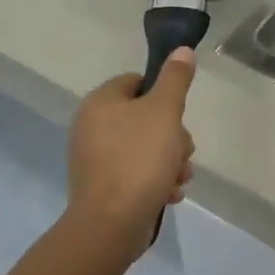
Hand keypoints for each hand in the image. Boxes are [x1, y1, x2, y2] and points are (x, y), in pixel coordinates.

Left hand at [66, 49, 197, 268]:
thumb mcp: (165, 111)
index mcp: (100, 102)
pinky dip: (154, 181)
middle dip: (172, 136)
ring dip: (169, 161)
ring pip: (143, 148)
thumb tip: (182, 50)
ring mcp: (95, 160)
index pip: (136, 82)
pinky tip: (169, 195)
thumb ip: (175, 79)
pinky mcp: (102, 188)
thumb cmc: (139, 159)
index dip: (163, 95)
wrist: (111, 224)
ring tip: (179, 178)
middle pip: (144, 117)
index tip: (178, 116)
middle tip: (183, 151)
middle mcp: (91, 127)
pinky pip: (134, 174)